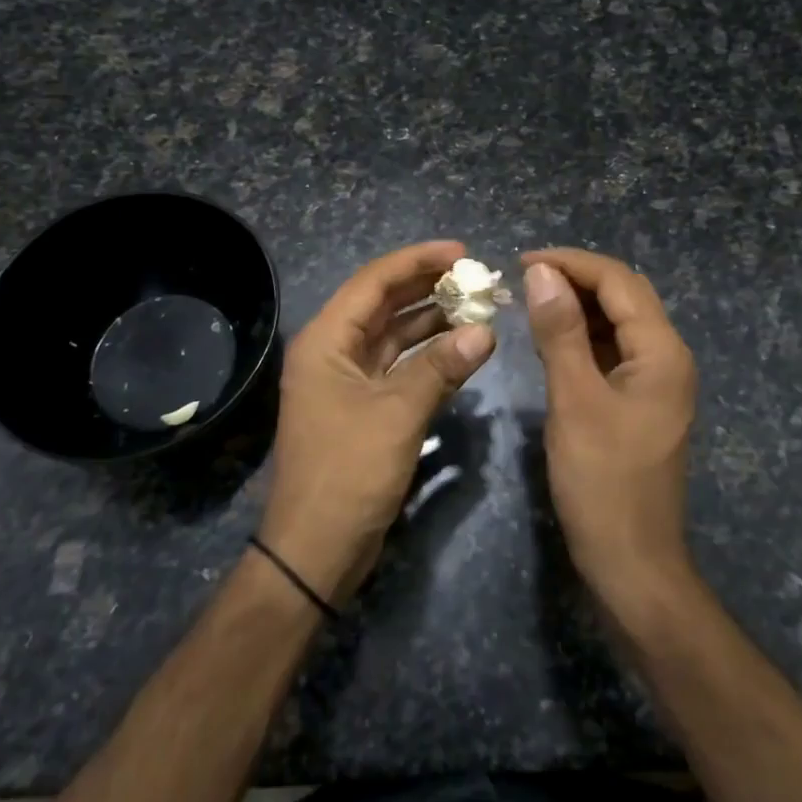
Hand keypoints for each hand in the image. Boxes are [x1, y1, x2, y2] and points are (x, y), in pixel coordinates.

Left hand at [261, 240, 495, 605]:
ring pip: (392, 336)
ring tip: (476, 306)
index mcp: (326, 340)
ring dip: (431, 321)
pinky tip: (460, 348)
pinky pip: (397, 367)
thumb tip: (486, 331)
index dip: (417, 261)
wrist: (315, 549)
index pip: (374, 282)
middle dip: (427, 287)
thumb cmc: (348, 472)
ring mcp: (346, 381)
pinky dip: (427, 356)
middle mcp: (332, 351)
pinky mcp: (362, 407)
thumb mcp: (398, 414)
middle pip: (383, 304)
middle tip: (475, 275)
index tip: (462, 251)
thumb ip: (442, 367)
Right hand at [522, 248, 698, 608]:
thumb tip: (542, 272)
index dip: (571, 262)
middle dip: (576, 278)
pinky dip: (584, 336)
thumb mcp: (574, 400)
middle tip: (524, 279)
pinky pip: (614, 351)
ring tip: (532, 301)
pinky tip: (553, 340)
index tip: (521, 262)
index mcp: (662, 352)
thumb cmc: (601, 482)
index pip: (618, 281)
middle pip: (624, 296)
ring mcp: (657, 381)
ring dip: (579, 305)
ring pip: (619, 322)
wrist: (631, 563)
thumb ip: (560, 332)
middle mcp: (668, 357)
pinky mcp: (641, 402)